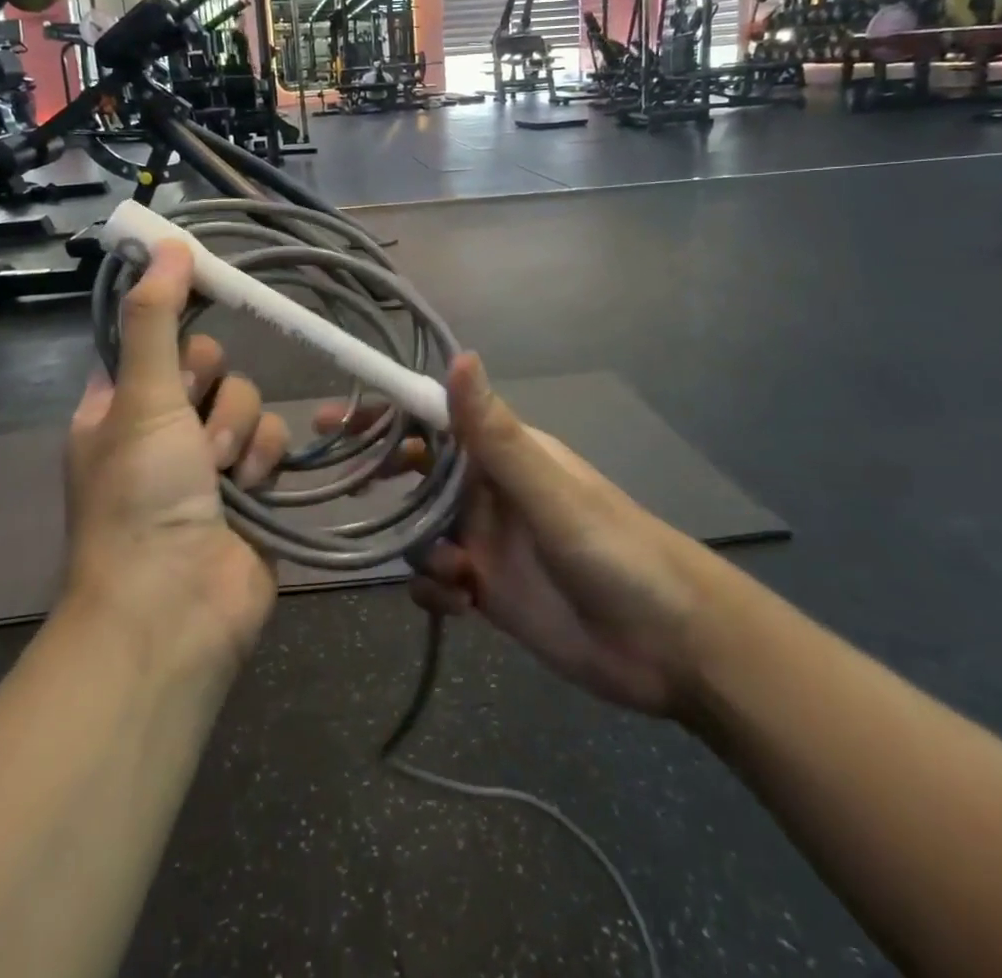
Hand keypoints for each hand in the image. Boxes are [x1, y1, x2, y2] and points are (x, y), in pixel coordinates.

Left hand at [65, 242, 289, 670]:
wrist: (176, 608)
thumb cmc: (141, 497)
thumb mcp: (139, 398)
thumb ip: (156, 319)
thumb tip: (165, 242)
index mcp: (118, 406)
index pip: (153, 339)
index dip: (175, 323)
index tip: (204, 294)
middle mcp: (162, 428)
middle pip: (210, 367)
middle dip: (211, 391)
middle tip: (192, 420)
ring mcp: (209, 461)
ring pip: (247, 403)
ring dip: (238, 433)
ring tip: (220, 475)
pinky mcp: (253, 488)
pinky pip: (272, 442)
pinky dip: (263, 462)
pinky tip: (250, 492)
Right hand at [321, 354, 715, 718]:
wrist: (669, 646)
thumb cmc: (613, 551)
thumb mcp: (550, 492)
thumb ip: (497, 433)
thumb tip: (459, 355)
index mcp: (502, 452)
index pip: (430, 418)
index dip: (382, 414)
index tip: (331, 420)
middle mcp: (486, 489)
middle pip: (415, 472)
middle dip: (381, 477)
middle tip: (344, 489)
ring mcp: (485, 540)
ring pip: (420, 530)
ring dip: (419, 549)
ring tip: (455, 572)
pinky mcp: (488, 590)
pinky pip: (436, 580)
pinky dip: (435, 590)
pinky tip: (460, 605)